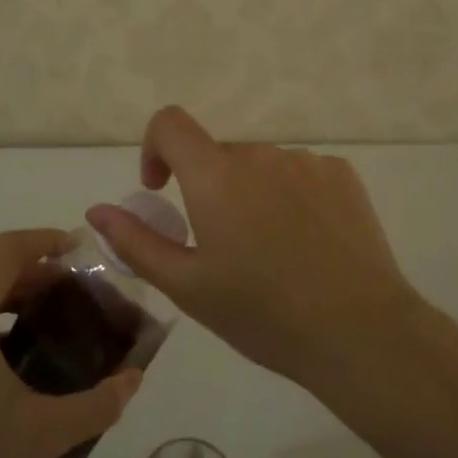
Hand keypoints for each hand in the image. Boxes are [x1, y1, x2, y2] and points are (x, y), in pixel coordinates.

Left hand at [0, 229, 141, 457]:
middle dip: (26, 262)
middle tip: (67, 283)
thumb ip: (97, 404)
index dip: (42, 241)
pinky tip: (6, 349)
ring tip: (42, 311)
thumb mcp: (44, 435)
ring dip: (1, 285)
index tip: (78, 248)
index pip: (2, 252)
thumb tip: (134, 379)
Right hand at [87, 107, 421, 390]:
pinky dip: (289, 195)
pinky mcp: (342, 174)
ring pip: (259, 165)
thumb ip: (136, 242)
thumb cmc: (263, 315)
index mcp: (216, 176)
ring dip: (250, 193)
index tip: (161, 189)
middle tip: (222, 248)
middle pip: (216, 153)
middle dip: (207, 188)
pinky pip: (298, 172)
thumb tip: (97, 210)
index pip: (170, 122)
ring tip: (270, 252)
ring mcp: (305, 161)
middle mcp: (259, 154)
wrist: (360, 334)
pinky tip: (307, 243)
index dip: (155, 148)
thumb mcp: (188, 287)